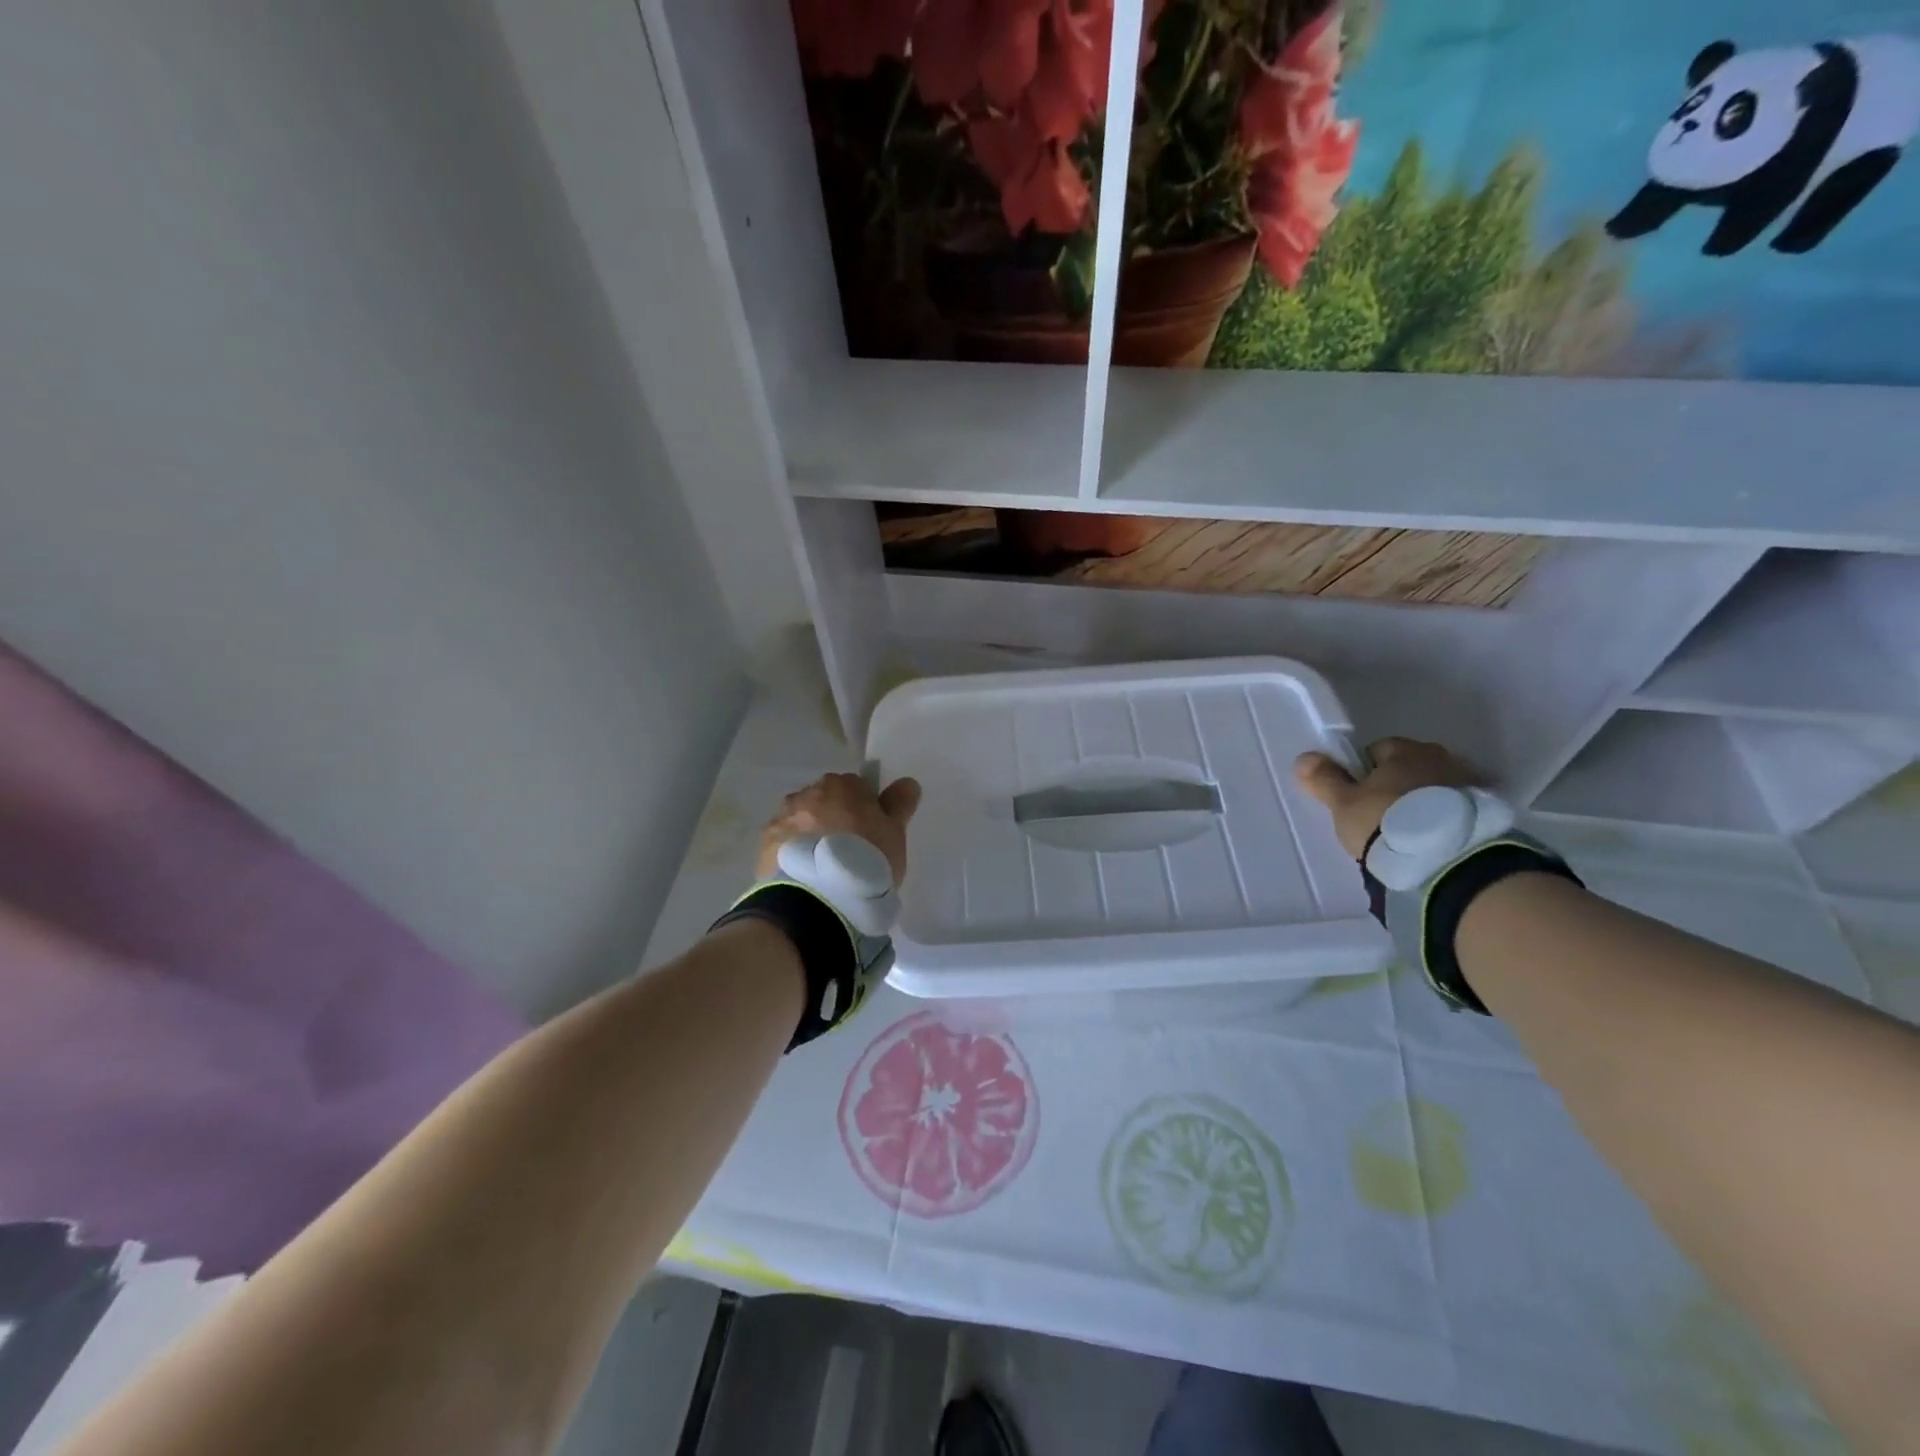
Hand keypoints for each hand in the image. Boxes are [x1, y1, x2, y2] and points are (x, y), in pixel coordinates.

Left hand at [757, 773, 922, 887]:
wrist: (818, 899)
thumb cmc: (866, 860)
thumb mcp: (894, 834)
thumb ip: (899, 805)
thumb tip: (906, 783)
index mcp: (841, 785)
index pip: (856, 788)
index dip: (865, 810)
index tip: (871, 835)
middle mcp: (806, 794)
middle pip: (825, 803)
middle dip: (834, 821)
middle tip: (849, 854)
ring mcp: (781, 819)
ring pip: (801, 823)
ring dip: (810, 838)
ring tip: (824, 871)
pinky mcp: (764, 848)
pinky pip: (784, 846)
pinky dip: (793, 857)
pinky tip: (805, 879)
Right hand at [1293, 738, 1477, 859]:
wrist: (1448, 860)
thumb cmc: (1386, 822)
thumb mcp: (1344, 804)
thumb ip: (1324, 779)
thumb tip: (1304, 757)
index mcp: (1405, 750)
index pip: (1378, 750)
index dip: (1364, 772)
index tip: (1358, 797)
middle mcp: (1441, 758)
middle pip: (1411, 766)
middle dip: (1397, 784)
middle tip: (1382, 815)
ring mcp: (1470, 784)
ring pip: (1436, 787)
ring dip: (1425, 801)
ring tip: (1411, 832)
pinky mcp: (1488, 813)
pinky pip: (1458, 809)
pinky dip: (1447, 818)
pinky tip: (1435, 839)